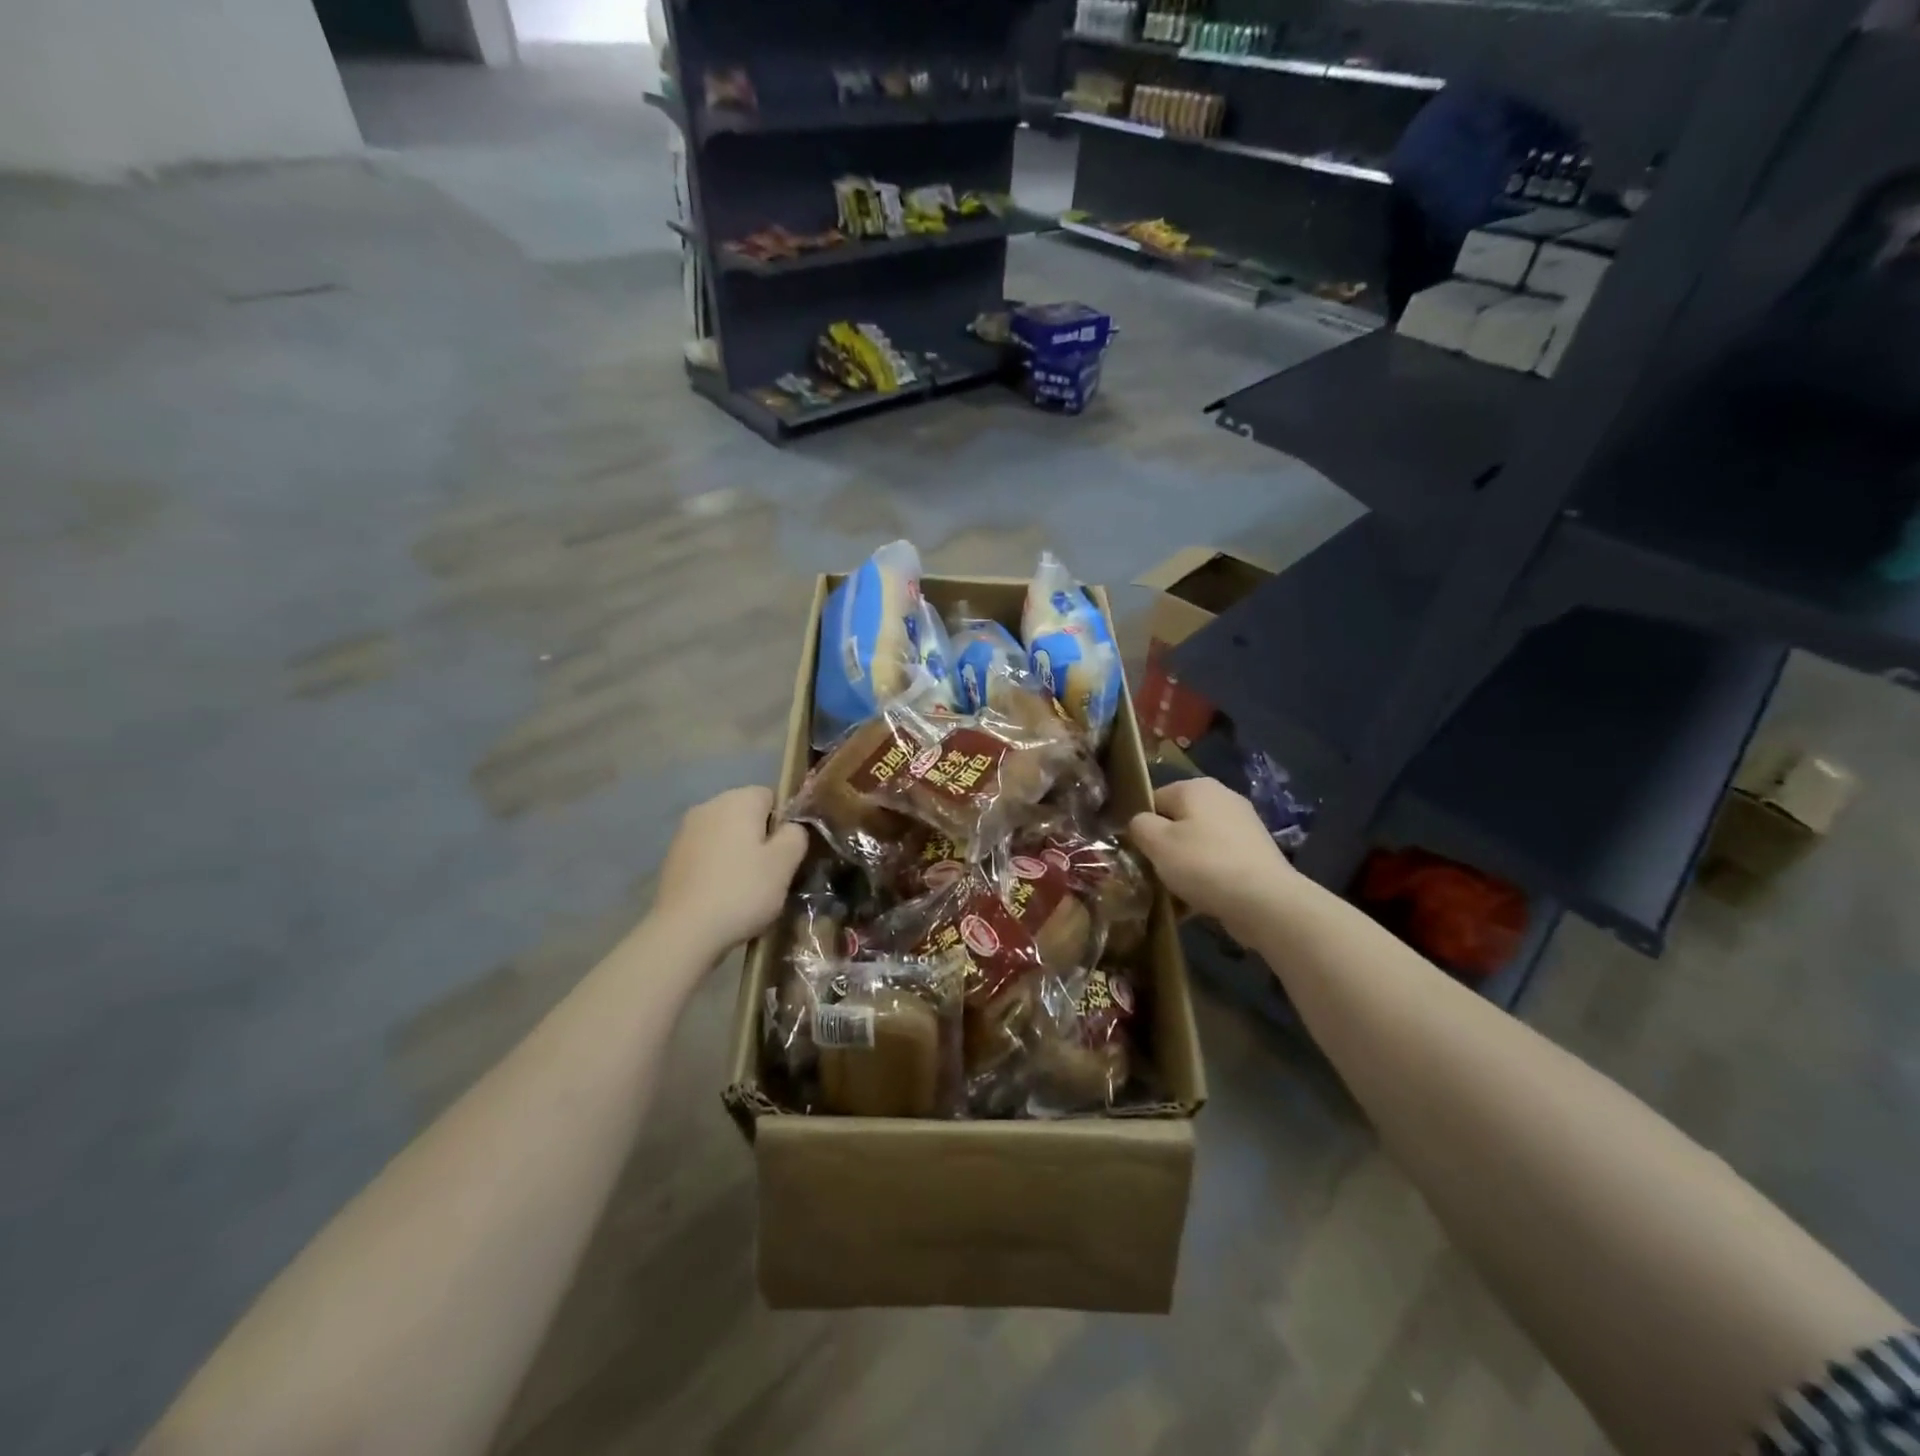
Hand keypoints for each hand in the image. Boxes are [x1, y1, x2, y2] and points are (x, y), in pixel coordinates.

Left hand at [656, 786, 808, 954]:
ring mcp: (685, 831)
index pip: (772, 796)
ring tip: (747, 887)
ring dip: (738, 853)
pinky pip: (706, 853)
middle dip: (761, 838)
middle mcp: (708, 806)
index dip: (785, 823)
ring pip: (725, 835)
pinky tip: (722, 894)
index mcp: (738, 800)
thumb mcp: (785, 863)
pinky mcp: (672, 857)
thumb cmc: (742, 891)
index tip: (788, 853)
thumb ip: (796, 835)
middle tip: (772, 873)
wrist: (683, 931)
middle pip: (746, 814)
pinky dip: (717, 867)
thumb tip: (792, 827)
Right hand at [1129, 778, 1297, 942]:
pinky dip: (1208, 875)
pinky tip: (1202, 898)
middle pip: (1178, 821)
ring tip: (1177, 891)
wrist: (1266, 901)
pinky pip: (1219, 860)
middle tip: (1156, 873)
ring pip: (1198, 842)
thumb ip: (1139, 825)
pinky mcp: (1256, 852)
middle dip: (1165, 846)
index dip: (1142, 826)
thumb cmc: (1204, 864)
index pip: (1154, 799)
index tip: (1139, 853)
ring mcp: (1243, 824)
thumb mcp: (1157, 843)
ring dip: (1185, 864)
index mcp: (1196, 787)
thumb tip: (1141, 823)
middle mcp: (1222, 797)